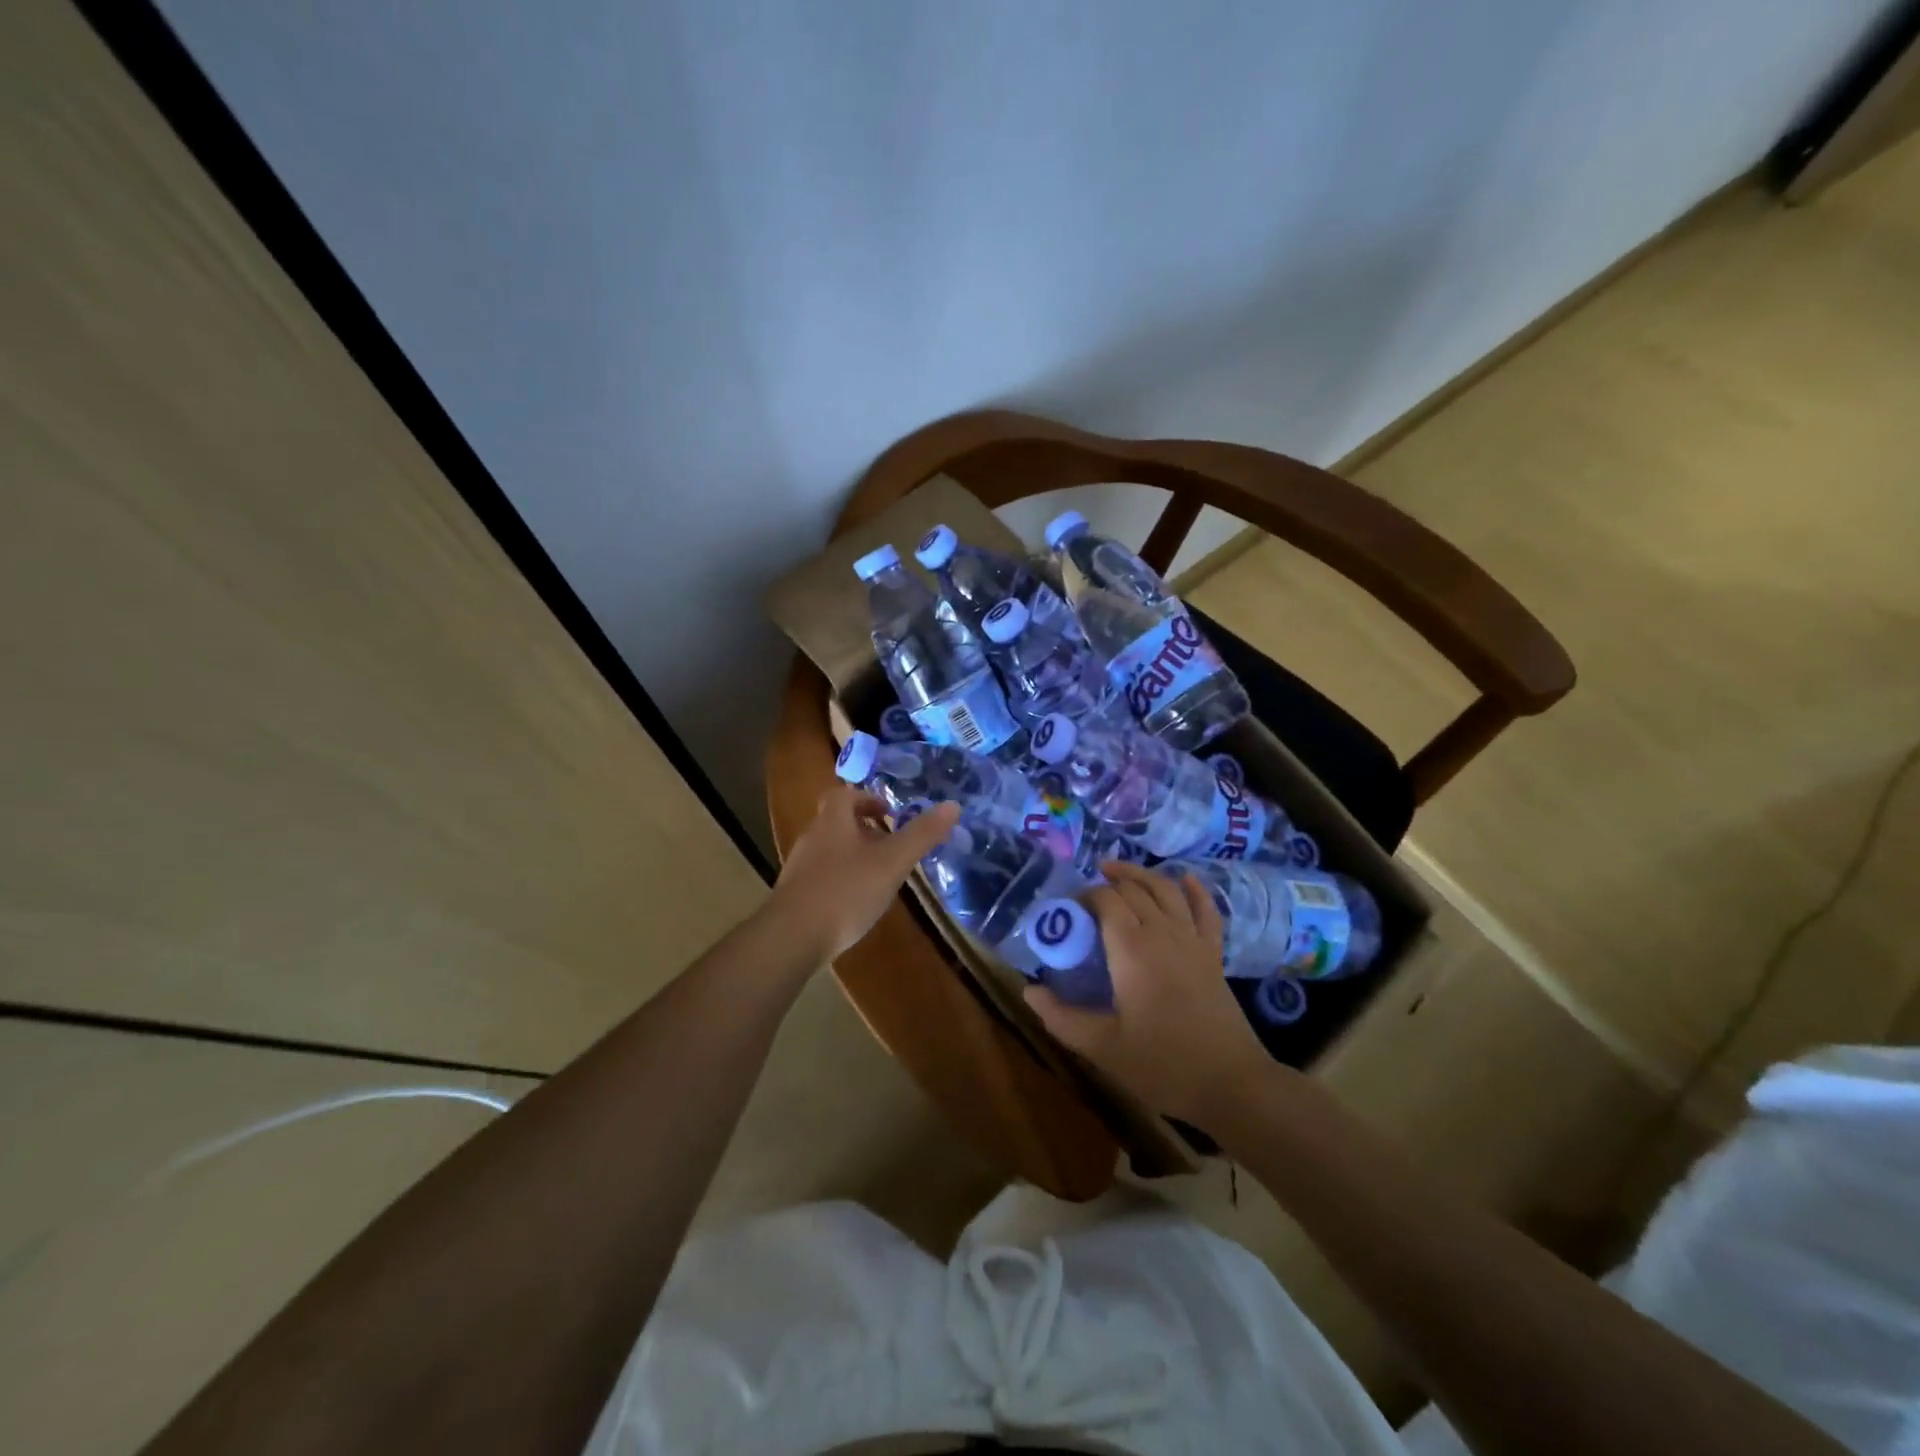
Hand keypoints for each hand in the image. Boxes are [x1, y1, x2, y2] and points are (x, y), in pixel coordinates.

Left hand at [766, 786, 959, 962]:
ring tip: (879, 875)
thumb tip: (952, 805)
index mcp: (832, 821)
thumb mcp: (892, 862)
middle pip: (837, 821)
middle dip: (865, 829)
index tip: (890, 814)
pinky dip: (841, 879)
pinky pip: (822, 875)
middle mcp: (812, 837)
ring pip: (830, 849)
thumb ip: (921, 835)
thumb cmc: (845, 892)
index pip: (845, 795)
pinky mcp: (795, 894)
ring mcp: (799, 867)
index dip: (867, 799)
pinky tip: (856, 902)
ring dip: (854, 854)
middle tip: (891, 845)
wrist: (791, 938)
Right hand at [1024, 861, 1267, 1123]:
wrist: (1231, 1084)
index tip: (1066, 910)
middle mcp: (1162, 932)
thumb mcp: (1101, 1047)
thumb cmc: (1162, 1064)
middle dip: (1107, 882)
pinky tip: (1186, 879)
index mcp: (1131, 947)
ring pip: (1166, 890)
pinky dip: (1195, 890)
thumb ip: (1061, 1017)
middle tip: (1085, 894)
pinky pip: (1206, 911)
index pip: (1105, 900)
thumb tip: (1030, 990)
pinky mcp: (1213, 955)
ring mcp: (1192, 940)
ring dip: (1142, 874)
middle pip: (1133, 889)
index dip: (1084, 896)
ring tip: (1118, 870)